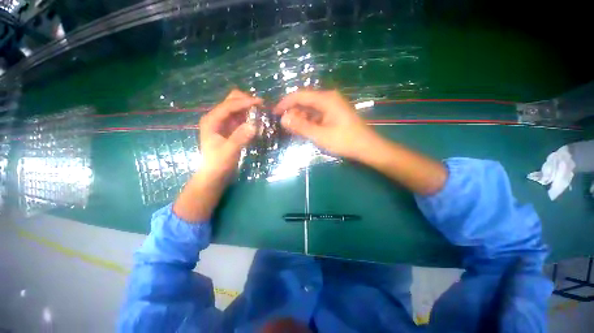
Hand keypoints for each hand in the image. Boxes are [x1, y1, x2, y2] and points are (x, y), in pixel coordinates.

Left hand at [199, 89, 261, 180]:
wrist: (215, 175)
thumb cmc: (219, 164)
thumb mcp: (229, 151)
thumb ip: (240, 138)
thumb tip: (254, 125)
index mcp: (212, 121)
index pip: (228, 106)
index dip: (244, 102)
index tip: (260, 102)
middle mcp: (217, 118)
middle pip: (231, 102)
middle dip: (246, 101)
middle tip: (261, 107)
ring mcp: (224, 123)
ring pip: (237, 109)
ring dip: (249, 109)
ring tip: (262, 113)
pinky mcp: (231, 129)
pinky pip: (241, 118)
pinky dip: (249, 117)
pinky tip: (258, 121)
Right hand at [273, 90, 380, 159]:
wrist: (367, 147)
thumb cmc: (344, 141)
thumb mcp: (320, 135)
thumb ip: (301, 126)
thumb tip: (283, 119)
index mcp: (326, 99)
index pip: (299, 95)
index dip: (285, 103)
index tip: (274, 113)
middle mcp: (329, 98)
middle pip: (305, 101)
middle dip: (293, 112)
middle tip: (285, 125)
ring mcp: (333, 106)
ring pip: (311, 108)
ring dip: (301, 117)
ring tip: (294, 129)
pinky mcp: (334, 114)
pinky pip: (317, 114)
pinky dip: (309, 121)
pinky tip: (306, 129)